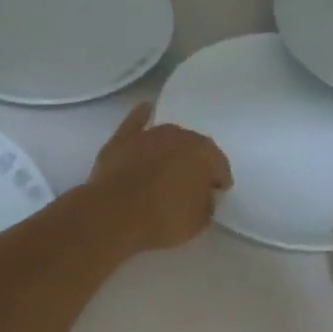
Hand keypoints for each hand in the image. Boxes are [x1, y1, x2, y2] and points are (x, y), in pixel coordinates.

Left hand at [85, 104, 231, 253]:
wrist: (113, 216)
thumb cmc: (163, 220)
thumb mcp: (199, 222)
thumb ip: (207, 203)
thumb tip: (203, 195)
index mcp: (203, 154)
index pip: (219, 165)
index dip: (219, 181)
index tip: (216, 194)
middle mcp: (178, 136)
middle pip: (193, 147)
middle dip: (195, 163)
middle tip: (191, 184)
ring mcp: (148, 135)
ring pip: (167, 137)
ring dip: (171, 148)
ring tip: (169, 166)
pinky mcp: (121, 140)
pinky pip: (136, 122)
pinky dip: (142, 116)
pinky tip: (145, 110)